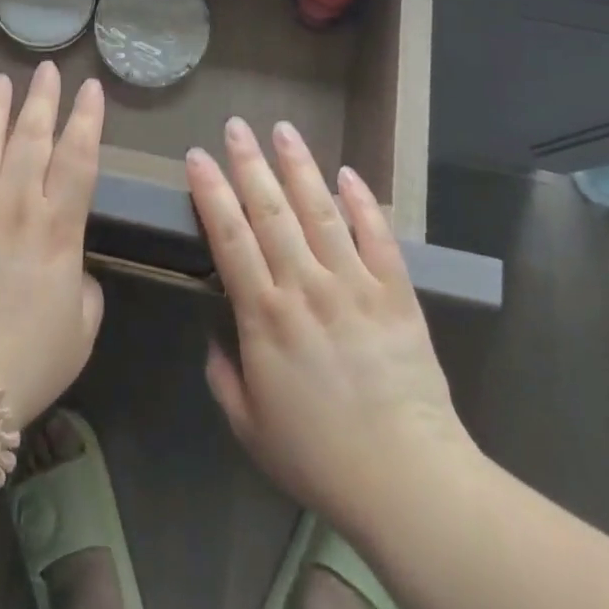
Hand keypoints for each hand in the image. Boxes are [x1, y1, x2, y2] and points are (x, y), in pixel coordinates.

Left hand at [0, 63, 105, 429]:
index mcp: (58, 228)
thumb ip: (85, 292)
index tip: (92, 88)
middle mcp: (16, 203)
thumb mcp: (80, 333)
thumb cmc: (26, 363)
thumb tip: (74, 271)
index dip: (88, 119)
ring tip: (2, 80)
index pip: (79, 158)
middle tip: (47, 69)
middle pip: (33, 136)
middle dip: (43, 98)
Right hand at [188, 119, 481, 532]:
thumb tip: (214, 339)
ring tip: (284, 129)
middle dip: (249, 163)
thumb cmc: (321, 458)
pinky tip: (348, 173)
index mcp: (265, 315)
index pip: (229, 237)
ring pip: (320, 211)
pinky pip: (377, 237)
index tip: (198, 156)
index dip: (211, 192)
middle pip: (271, 210)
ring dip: (299, 166)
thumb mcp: (251, 429)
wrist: (410, 482)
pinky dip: (362, 202)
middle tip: (236, 125)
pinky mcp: (395, 293)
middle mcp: (305, 286)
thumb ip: (225, 378)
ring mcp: (353, 285)